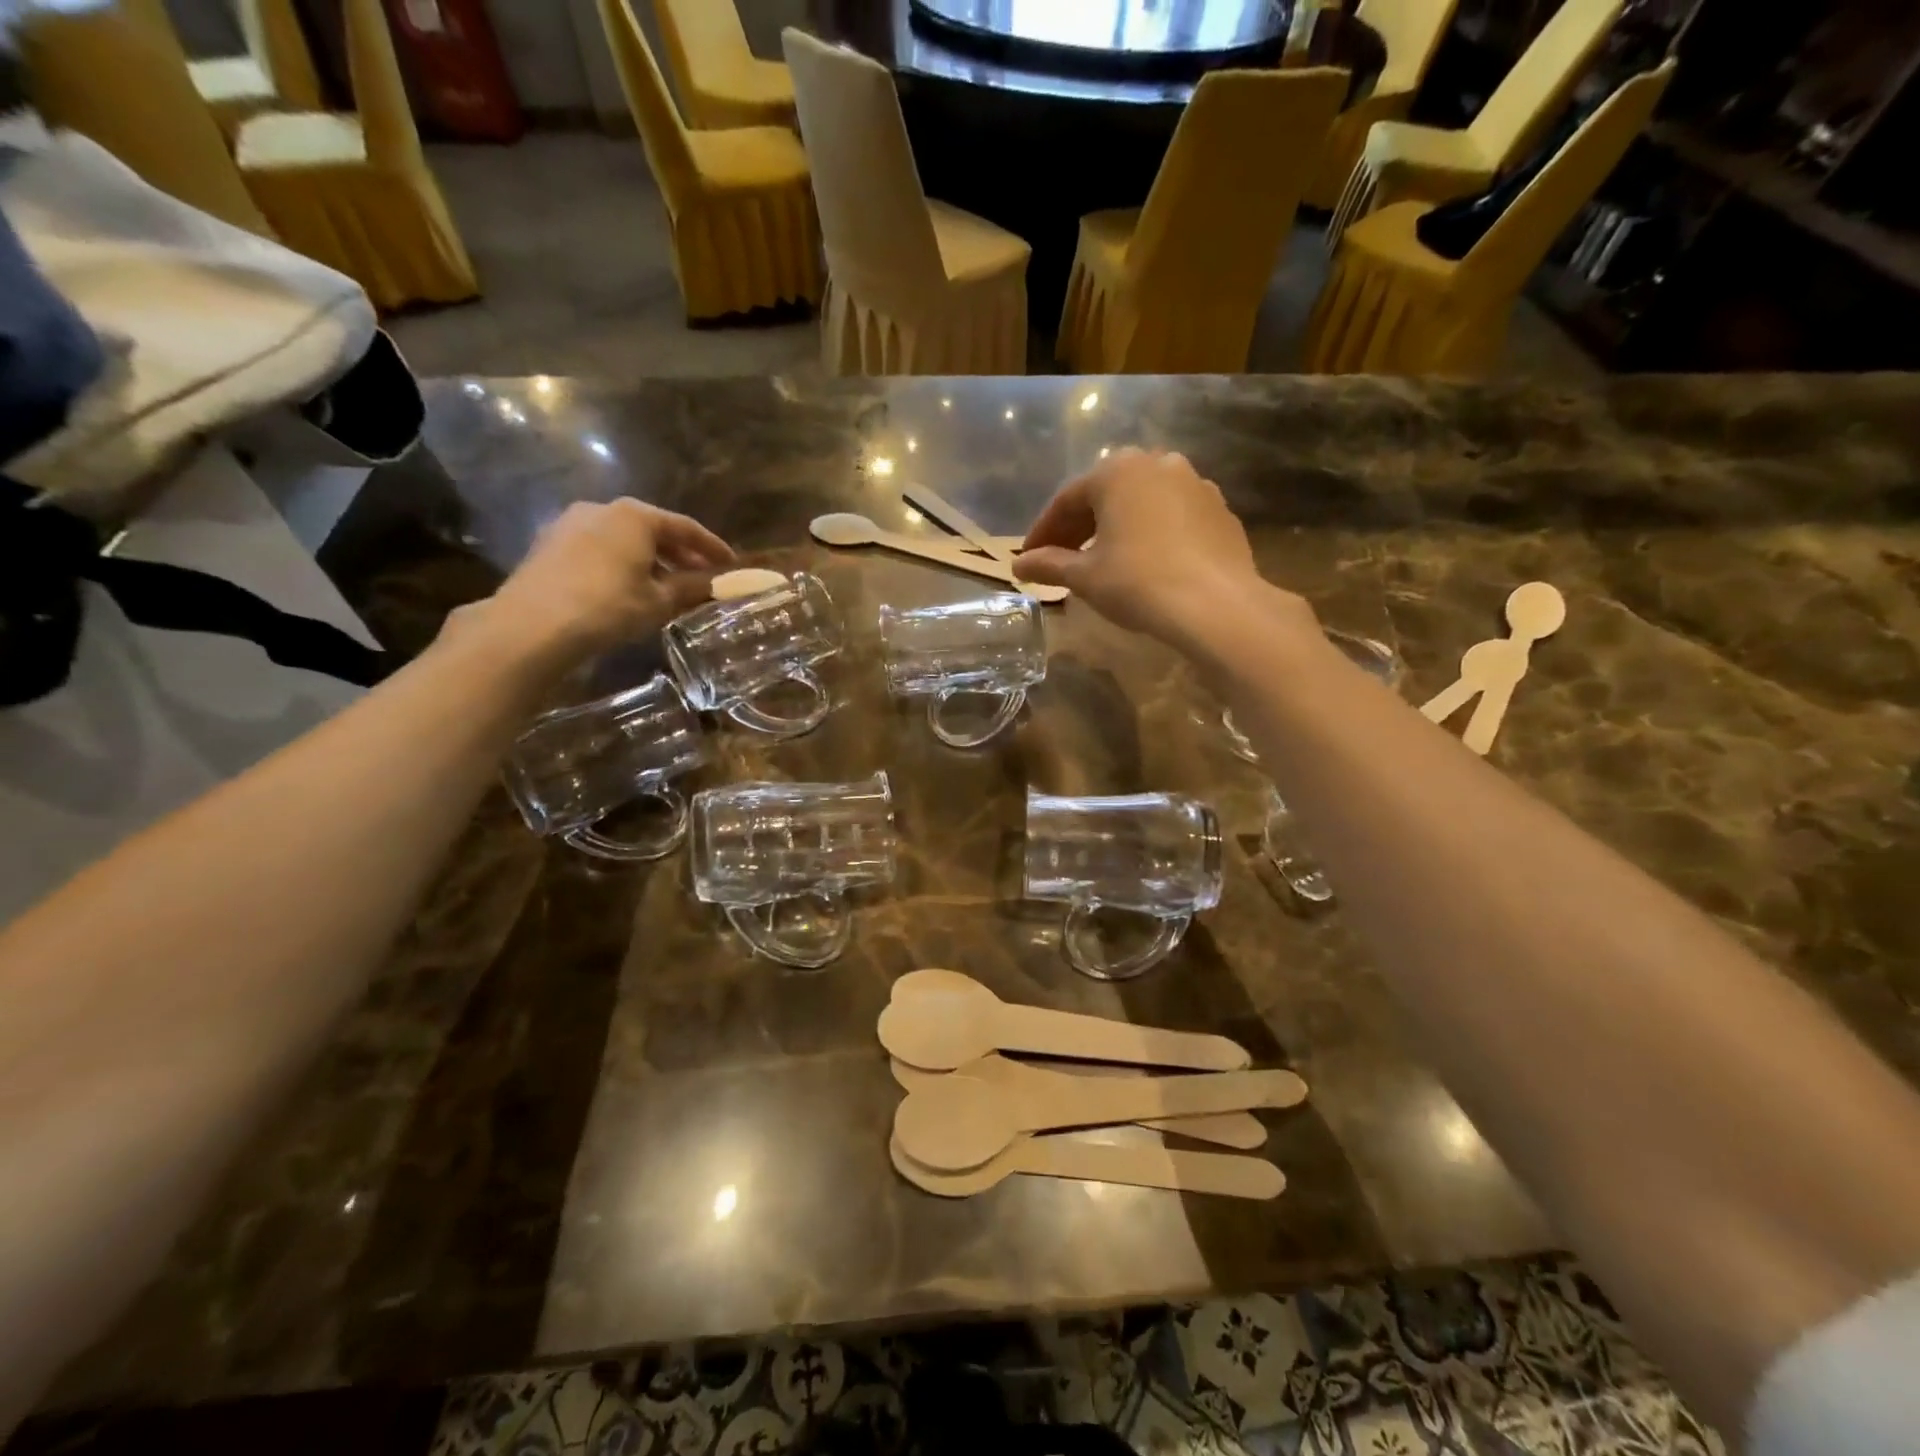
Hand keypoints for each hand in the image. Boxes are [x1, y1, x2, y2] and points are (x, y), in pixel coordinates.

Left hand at [460, 498, 733, 665]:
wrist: (532, 626)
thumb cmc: (609, 606)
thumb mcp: (659, 601)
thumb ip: (692, 588)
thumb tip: (720, 584)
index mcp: (635, 516)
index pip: (685, 527)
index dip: (712, 547)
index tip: (731, 563)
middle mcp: (602, 509)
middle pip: (652, 529)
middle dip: (680, 554)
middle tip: (702, 576)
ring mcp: (569, 524)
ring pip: (623, 540)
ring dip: (650, 560)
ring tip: (667, 587)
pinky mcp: (549, 546)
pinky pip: (598, 550)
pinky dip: (621, 565)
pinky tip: (629, 589)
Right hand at [1013, 449, 1294, 646]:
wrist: (1215, 605)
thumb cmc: (1137, 582)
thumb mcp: (1084, 576)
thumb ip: (1049, 565)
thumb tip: (1019, 566)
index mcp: (1117, 471)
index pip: (1067, 500)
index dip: (1043, 533)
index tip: (1029, 558)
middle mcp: (1157, 464)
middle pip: (1106, 496)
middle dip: (1079, 528)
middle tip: (1061, 561)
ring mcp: (1195, 484)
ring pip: (1142, 504)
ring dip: (1117, 528)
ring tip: (1104, 561)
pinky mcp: (1221, 511)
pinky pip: (1174, 518)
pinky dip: (1153, 535)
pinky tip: (1147, 563)